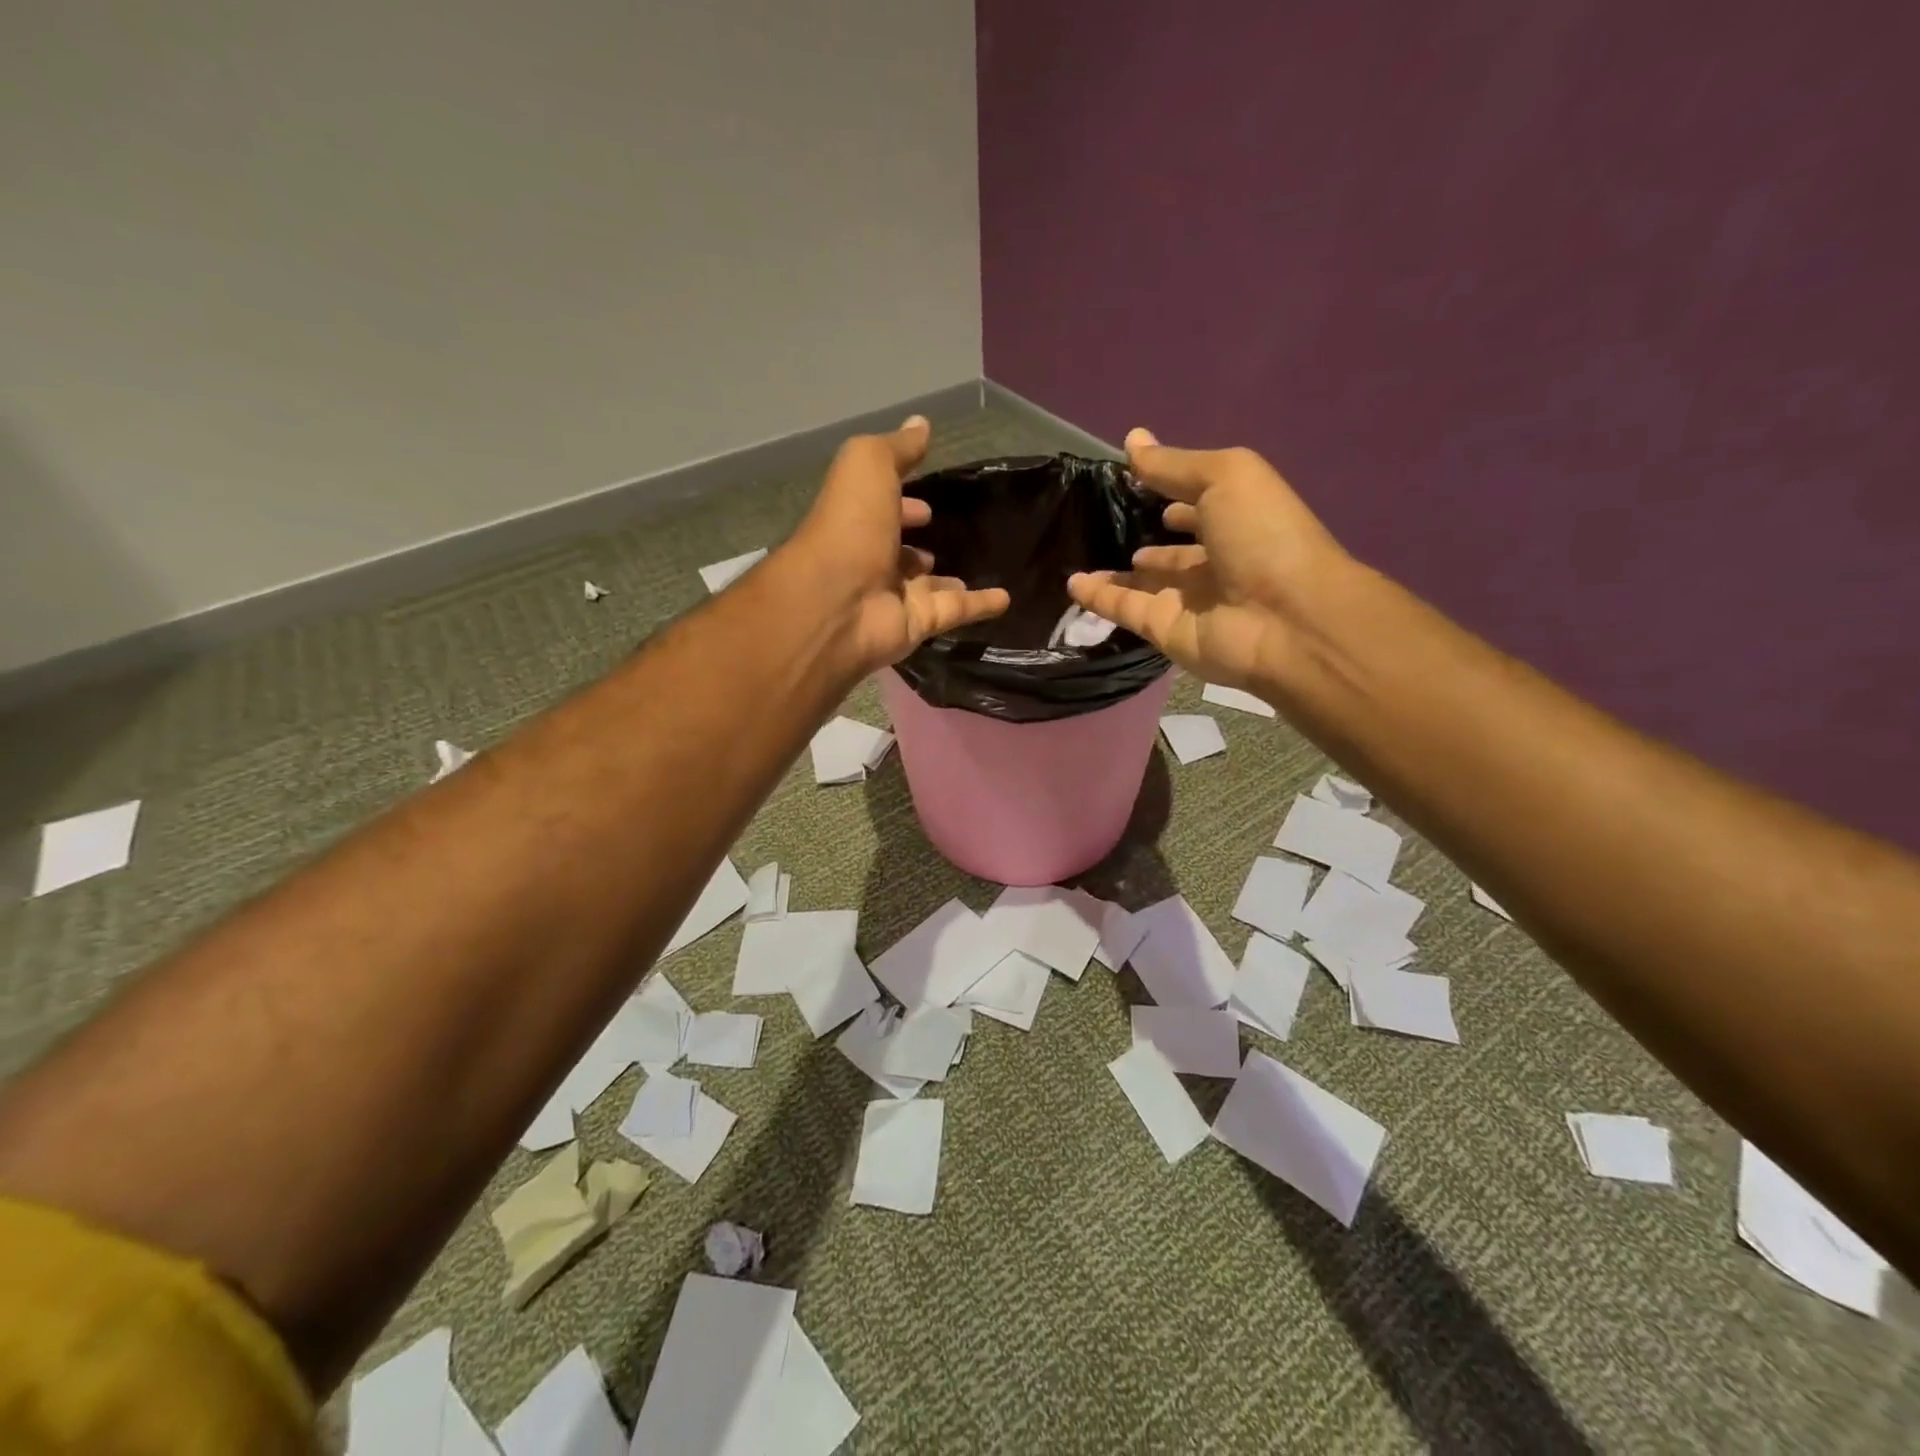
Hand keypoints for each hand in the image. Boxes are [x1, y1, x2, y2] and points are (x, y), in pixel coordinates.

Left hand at [789, 417, 1009, 673]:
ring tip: (976, 564)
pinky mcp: (917, 624)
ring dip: (945, 578)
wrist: (839, 602)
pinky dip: (980, 606)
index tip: (927, 501)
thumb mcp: (869, 466)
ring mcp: (893, 596)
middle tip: (945, 531)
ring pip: (926, 585)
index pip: (880, 508)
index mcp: (856, 520)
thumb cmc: (850, 526)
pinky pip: (954, 611)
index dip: (901, 500)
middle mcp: (870, 559)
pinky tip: (1007, 598)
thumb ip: (897, 448)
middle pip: (898, 549)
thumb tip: (921, 423)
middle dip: (916, 540)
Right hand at [1067, 429, 1348, 692]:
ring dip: (1117, 573)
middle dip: (1147, 539)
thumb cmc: (1264, 536)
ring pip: (1146, 583)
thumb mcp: (1224, 478)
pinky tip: (1073, 583)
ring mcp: (1191, 600)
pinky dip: (1099, 598)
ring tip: (1080, 554)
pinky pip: (1126, 610)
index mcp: (1240, 519)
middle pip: (1174, 551)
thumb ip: (1173, 465)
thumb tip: (1132, 439)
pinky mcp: (1166, 630)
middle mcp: (1217, 561)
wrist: (1286, 620)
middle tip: (1104, 525)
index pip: (1201, 506)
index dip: (1174, 494)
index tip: (1135, 482)